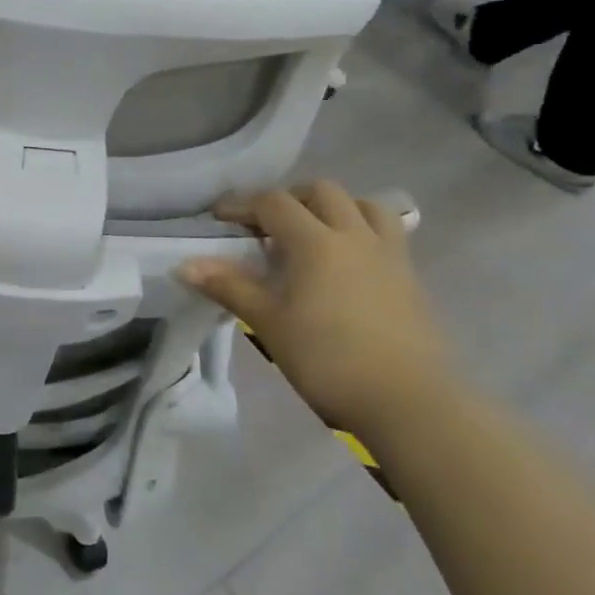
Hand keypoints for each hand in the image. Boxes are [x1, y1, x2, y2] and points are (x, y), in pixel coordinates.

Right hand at [177, 182, 452, 438]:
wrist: (409, 402)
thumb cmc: (328, 360)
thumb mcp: (269, 323)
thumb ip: (229, 287)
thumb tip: (184, 265)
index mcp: (316, 242)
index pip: (274, 203)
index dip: (242, 205)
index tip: (219, 219)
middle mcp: (355, 236)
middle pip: (320, 192)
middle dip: (288, 198)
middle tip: (266, 225)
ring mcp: (388, 255)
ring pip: (363, 205)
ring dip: (333, 207)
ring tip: (313, 233)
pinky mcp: (410, 277)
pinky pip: (385, 233)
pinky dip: (361, 230)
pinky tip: (348, 262)